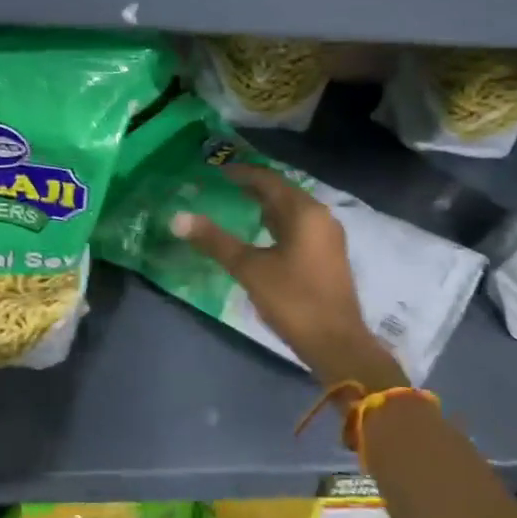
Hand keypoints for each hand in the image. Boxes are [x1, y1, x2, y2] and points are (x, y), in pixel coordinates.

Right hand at [173, 164, 400, 390]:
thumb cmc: (294, 300)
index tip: (216, 172)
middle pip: (282, 192)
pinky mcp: (328, 257)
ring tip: (237, 206)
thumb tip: (178, 218)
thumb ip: (215, 241)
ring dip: (266, 206)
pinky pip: (298, 227)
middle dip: (253, 188)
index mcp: (305, 212)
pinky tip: (261, 235)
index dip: (241, 174)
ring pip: (292, 211)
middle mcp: (321, 217)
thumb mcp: (250, 269)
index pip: (269, 180)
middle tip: (222, 187)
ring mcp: (328, 237)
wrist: (338, 345)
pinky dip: (277, 224)